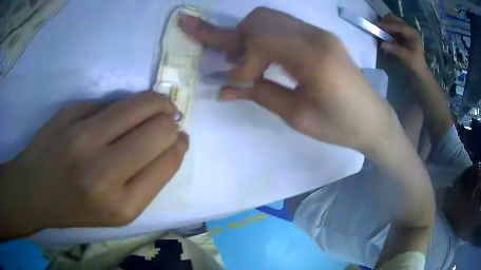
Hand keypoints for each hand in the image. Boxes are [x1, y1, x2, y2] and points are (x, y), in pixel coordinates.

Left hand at [0, 91, 188, 238]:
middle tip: (169, 119)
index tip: (179, 138)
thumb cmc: (77, 207)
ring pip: (139, 103)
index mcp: (121, 205)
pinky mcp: (69, 112)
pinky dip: (122, 105)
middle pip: (159, 128)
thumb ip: (149, 177)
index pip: (167, 161)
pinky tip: (117, 114)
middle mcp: (102, 171)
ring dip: (156, 102)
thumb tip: (175, 139)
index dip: (179, 145)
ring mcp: (82, 136)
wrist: (35, 190)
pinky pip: (110, 101)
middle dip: (172, 120)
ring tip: (156, 107)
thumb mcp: (119, 210)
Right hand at [181, 7, 397, 155]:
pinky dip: (263, 36)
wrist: (372, 118)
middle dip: (236, 39)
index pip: (262, 40)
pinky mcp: (320, 35)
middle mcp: (316, 36)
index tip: (237, 83)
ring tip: (240, 59)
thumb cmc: (340, 126)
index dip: (242, 60)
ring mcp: (319, 32)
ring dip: (248, 35)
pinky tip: (260, 56)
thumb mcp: (298, 117)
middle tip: (228, 63)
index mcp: (314, 59)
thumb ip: (260, 95)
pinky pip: (282, 25)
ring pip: (269, 18)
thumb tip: (223, 89)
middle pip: (260, 19)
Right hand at [378, 14, 426, 71]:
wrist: (419, 71)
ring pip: (393, 21)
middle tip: (378, 28)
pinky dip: (387, 28)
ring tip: (381, 31)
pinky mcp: (403, 33)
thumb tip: (382, 44)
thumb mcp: (406, 58)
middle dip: (386, 22)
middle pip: (395, 20)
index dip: (388, 25)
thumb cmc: (415, 65)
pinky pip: (393, 26)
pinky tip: (384, 33)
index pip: (399, 26)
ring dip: (386, 24)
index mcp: (413, 34)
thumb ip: (395, 50)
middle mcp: (409, 29)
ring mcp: (406, 30)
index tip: (378, 26)